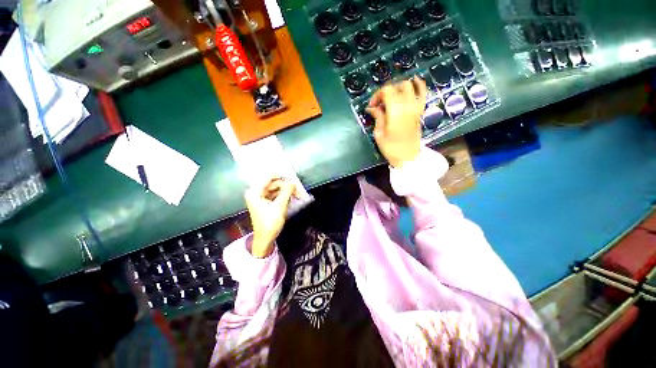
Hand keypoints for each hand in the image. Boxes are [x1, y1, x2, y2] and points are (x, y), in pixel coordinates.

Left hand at [245, 177, 296, 257]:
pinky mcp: (266, 202)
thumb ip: (286, 192)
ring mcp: (261, 197)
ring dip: (286, 191)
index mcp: (255, 192)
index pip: (267, 177)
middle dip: (286, 186)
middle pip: (273, 183)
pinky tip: (291, 198)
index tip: (292, 176)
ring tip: (297, 194)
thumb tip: (293, 182)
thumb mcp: (279, 206)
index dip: (280, 175)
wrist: (265, 239)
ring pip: (276, 189)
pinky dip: (283, 195)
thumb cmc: (269, 223)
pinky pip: (276, 194)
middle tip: (297, 189)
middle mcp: (256, 192)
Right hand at [367, 76, 426, 167]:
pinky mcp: (420, 110)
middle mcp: (407, 105)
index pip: (386, 91)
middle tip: (378, 104)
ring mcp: (416, 107)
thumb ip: (378, 117)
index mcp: (396, 111)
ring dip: (397, 88)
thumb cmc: (391, 148)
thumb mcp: (379, 134)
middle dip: (384, 92)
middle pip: (396, 87)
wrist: (408, 157)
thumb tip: (372, 108)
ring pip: (408, 86)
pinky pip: (423, 92)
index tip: (371, 106)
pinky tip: (414, 80)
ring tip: (390, 97)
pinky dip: (419, 84)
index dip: (377, 95)